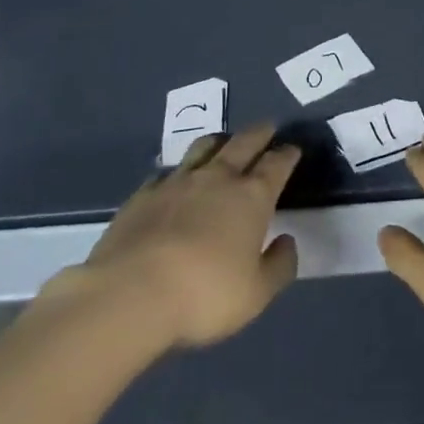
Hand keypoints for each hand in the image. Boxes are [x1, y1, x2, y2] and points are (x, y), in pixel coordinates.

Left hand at [52, 124, 301, 350]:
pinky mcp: (144, 194)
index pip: (276, 164)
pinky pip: (168, 172)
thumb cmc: (204, 294)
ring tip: (224, 143)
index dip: (287, 155)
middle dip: (260, 133)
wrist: (130, 293)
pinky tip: (176, 181)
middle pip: (244, 142)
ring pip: (205, 146)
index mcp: (252, 196)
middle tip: (268, 128)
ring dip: (220, 141)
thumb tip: (287, 241)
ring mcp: (178, 181)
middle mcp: (218, 178)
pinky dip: (179, 172)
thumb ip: (279, 266)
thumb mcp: (256, 295)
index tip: (293, 149)